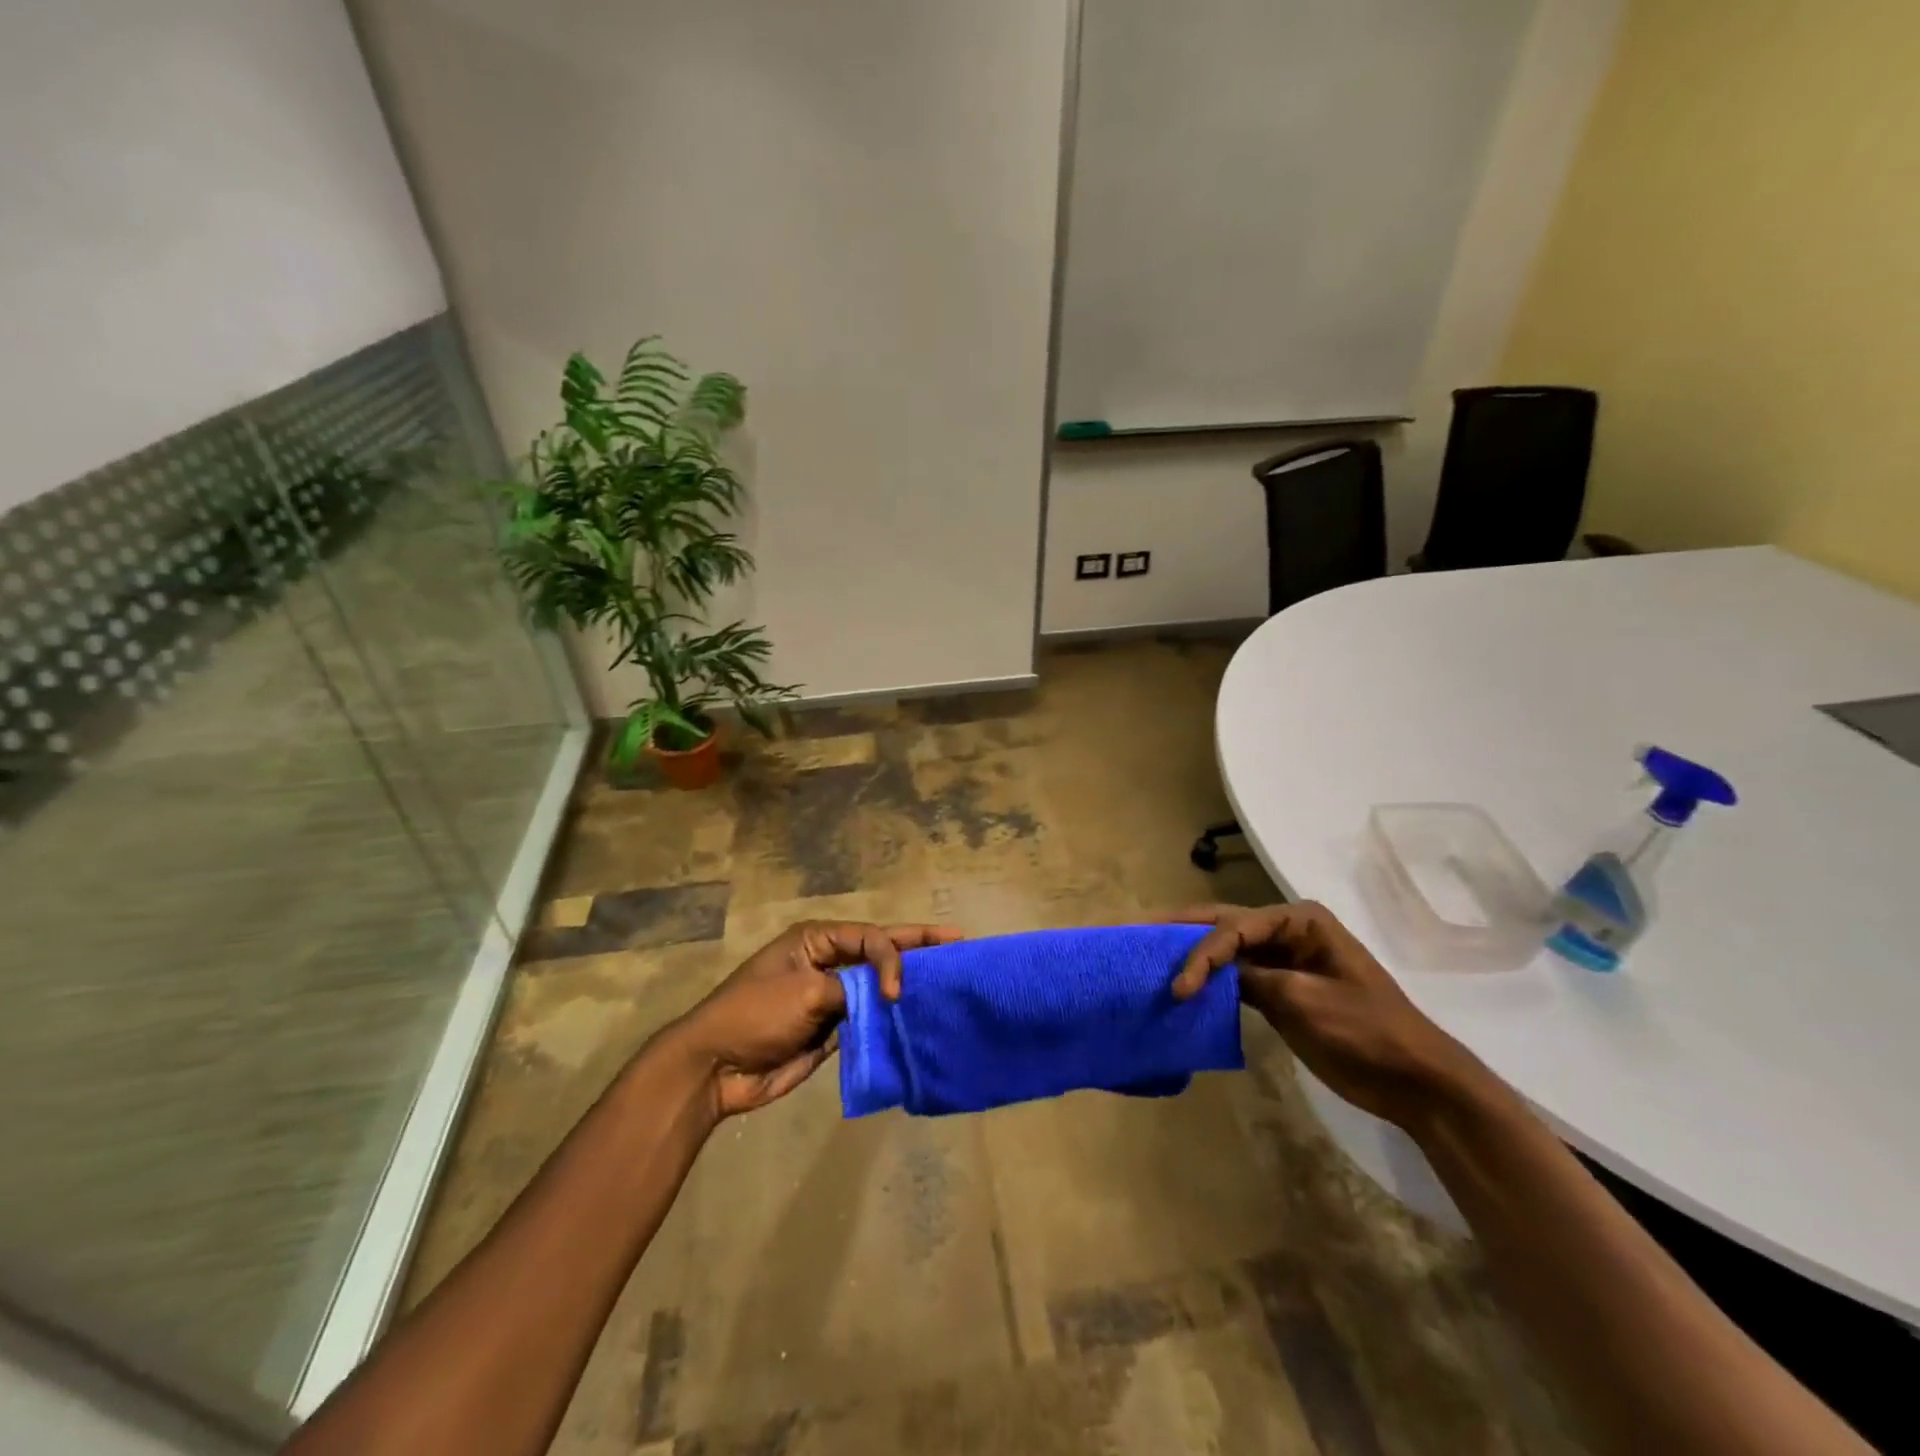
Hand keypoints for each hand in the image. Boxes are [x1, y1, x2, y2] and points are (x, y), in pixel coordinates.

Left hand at [671, 920, 961, 1117]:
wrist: (716, 1068)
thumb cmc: (755, 1015)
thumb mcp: (804, 992)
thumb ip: (851, 989)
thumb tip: (884, 998)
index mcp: (817, 939)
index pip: (870, 937)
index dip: (893, 956)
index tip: (897, 991)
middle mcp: (829, 961)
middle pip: (880, 951)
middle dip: (918, 947)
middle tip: (959, 941)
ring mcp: (832, 996)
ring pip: (879, 986)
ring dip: (908, 985)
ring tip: (950, 981)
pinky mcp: (833, 1029)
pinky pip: (871, 1019)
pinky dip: (893, 1020)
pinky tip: (920, 1019)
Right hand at [1170, 902, 1486, 1131]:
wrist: (1415, 1081)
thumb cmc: (1366, 1032)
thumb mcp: (1305, 1001)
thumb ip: (1253, 980)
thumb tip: (1212, 975)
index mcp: (1300, 920)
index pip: (1235, 928)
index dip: (1201, 954)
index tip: (1178, 987)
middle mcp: (1288, 931)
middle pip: (1226, 925)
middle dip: (1185, 931)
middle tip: (1140, 931)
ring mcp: (1284, 961)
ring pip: (1228, 949)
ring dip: (1195, 956)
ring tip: (1152, 955)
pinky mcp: (1281, 990)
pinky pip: (1237, 977)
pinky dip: (1211, 981)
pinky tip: (1185, 986)